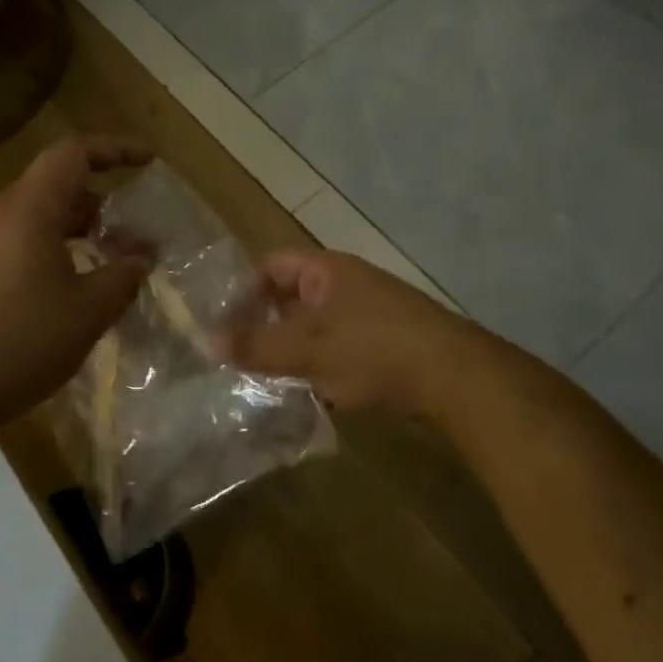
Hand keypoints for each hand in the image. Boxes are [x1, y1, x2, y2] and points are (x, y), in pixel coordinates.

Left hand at [0, 137, 151, 435]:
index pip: (72, 154)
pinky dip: (37, 253)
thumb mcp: (87, 314)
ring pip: (27, 219)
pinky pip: (4, 244)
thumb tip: (140, 259)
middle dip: (96, 208)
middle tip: (127, 242)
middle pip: (51, 189)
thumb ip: (122, 277)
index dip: (114, 150)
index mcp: (25, 210)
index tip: (147, 162)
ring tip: (94, 271)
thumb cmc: (18, 345)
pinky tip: (50, 296)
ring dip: (67, 234)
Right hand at [220, 250, 482, 418]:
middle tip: (239, 358)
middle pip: (292, 298)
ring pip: (315, 329)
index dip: (244, 291)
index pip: (272, 266)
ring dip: (293, 352)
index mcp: (327, 271)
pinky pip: (339, 351)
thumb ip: (258, 344)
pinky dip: (321, 368)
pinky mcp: (384, 347)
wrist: (455, 379)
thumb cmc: (375, 350)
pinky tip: (311, 394)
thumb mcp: (308, 347)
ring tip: (267, 381)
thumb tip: (207, 339)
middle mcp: (347, 285)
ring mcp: (368, 316)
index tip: (224, 325)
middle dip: (266, 326)